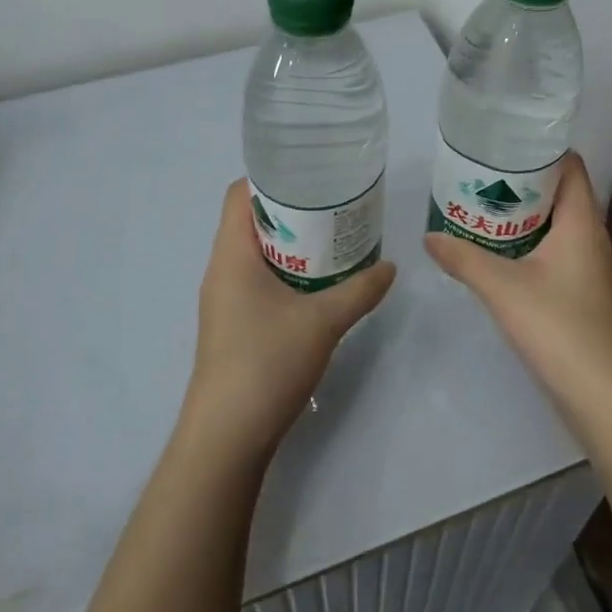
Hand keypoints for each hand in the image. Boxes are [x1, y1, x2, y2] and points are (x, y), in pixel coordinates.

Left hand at [182, 179, 396, 461]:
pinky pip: (257, 279)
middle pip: (250, 220)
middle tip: (334, 206)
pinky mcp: (232, 324)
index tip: (311, 175)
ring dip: (290, 243)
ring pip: (255, 253)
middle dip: (291, 210)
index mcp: (232, 254)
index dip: (271, 177)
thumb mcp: (323, 322)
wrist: (227, 436)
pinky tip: (317, 284)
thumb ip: (360, 290)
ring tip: (331, 240)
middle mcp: (221, 269)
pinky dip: (285, 272)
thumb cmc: (266, 363)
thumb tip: (390, 267)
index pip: (239, 194)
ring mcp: (224, 299)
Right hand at [424, 154, 611, 430]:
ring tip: (479, 205)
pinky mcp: (580, 290)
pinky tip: (494, 251)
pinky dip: (525, 242)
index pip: (569, 164)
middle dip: (520, 180)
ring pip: (553, 223)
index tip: (500, 142)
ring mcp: (587, 265)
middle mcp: (590, 236)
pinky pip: (552, 249)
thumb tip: (429, 236)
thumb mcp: (503, 288)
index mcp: (582, 221)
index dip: (539, 148)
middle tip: (477, 173)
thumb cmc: (559, 327)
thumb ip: (464, 258)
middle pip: (558, 191)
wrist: (603, 394)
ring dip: (520, 214)